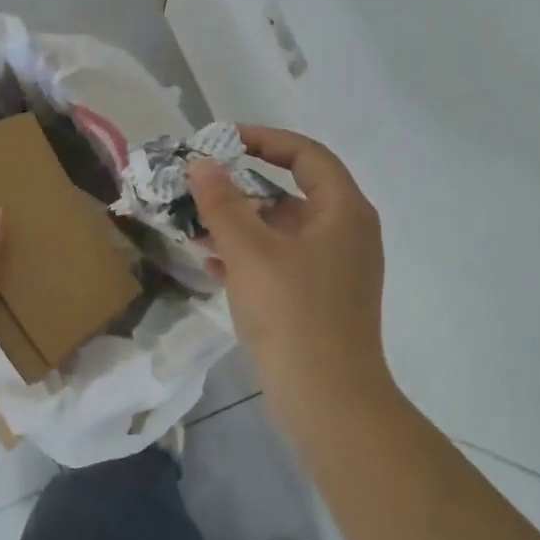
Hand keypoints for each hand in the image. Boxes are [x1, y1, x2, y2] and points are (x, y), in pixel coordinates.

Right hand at [189, 126, 389, 413]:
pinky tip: (210, 261)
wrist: (328, 399)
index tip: (220, 140)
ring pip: (281, 230)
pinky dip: (248, 255)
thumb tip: (202, 164)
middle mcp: (345, 233)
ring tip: (193, 223)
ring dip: (239, 223)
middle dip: (242, 186)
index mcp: (343, 211)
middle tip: (199, 183)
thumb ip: (223, 203)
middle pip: (291, 192)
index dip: (263, 140)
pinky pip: (281, 261)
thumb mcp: (250, 251)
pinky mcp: (318, 298)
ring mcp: (334, 269)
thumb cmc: (293, 313)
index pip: (305, 154)